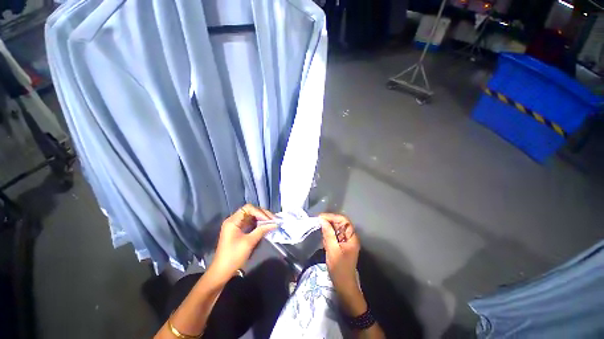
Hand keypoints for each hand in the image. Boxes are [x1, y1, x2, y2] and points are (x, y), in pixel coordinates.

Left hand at [209, 204, 276, 282]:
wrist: (222, 272)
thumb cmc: (234, 256)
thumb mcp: (249, 242)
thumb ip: (262, 230)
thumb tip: (275, 224)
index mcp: (233, 221)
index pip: (248, 208)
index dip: (260, 212)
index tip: (269, 219)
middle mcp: (234, 220)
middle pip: (250, 211)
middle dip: (262, 214)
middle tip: (274, 220)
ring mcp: (236, 225)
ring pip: (251, 217)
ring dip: (262, 219)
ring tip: (272, 222)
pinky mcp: (239, 231)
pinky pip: (250, 223)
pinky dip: (258, 224)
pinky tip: (266, 226)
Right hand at [320, 213, 362, 312]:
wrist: (344, 286)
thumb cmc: (339, 269)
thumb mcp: (332, 250)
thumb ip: (328, 234)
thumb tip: (322, 220)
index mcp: (351, 237)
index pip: (343, 220)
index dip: (332, 217)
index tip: (320, 217)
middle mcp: (350, 237)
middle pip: (340, 223)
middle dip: (329, 222)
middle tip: (318, 224)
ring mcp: (346, 241)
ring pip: (336, 229)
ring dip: (328, 230)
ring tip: (322, 235)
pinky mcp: (342, 245)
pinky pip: (335, 236)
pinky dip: (329, 236)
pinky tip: (325, 241)